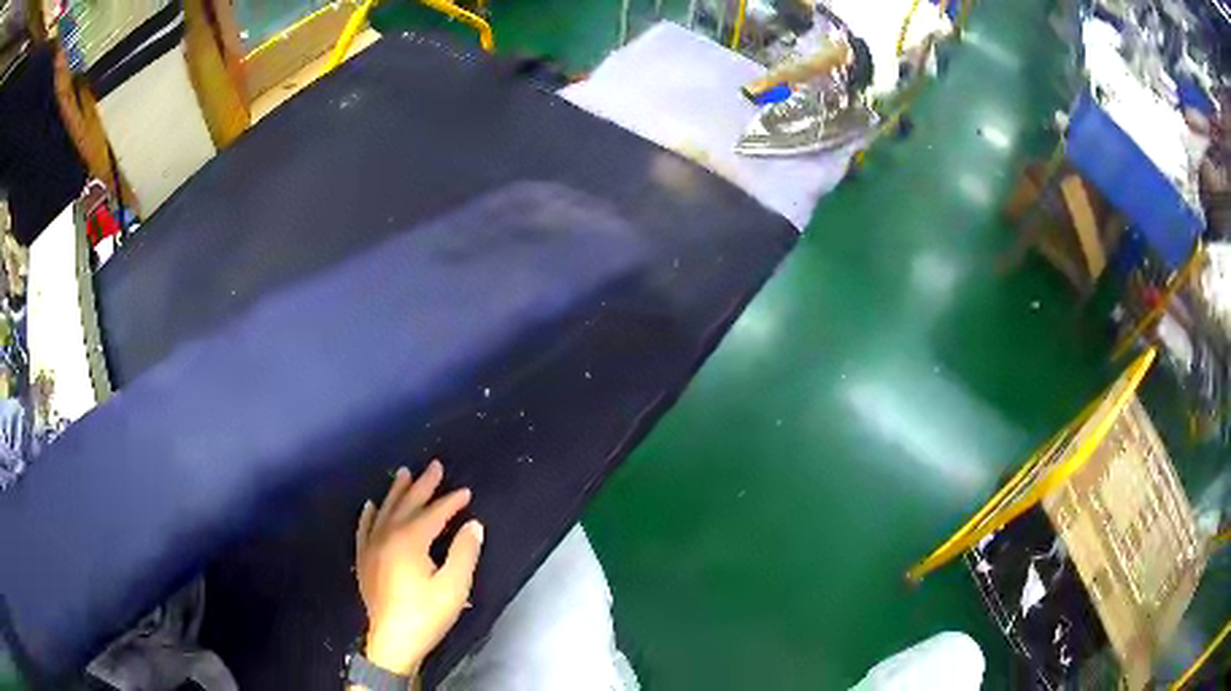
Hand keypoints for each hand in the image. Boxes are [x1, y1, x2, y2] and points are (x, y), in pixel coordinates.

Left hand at [355, 460, 483, 675]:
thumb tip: (474, 525)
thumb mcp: (454, 587)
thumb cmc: (426, 615)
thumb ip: (464, 553)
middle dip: (423, 485)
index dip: (451, 502)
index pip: (434, 514)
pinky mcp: (364, 560)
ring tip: (404, 473)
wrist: (392, 641)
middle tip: (435, 465)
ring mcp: (372, 547)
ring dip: (396, 492)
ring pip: (385, 511)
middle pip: (407, 504)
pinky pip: (364, 529)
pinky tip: (371, 505)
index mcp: (410, 540)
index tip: (466, 492)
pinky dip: (369, 515)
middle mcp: (387, 536)